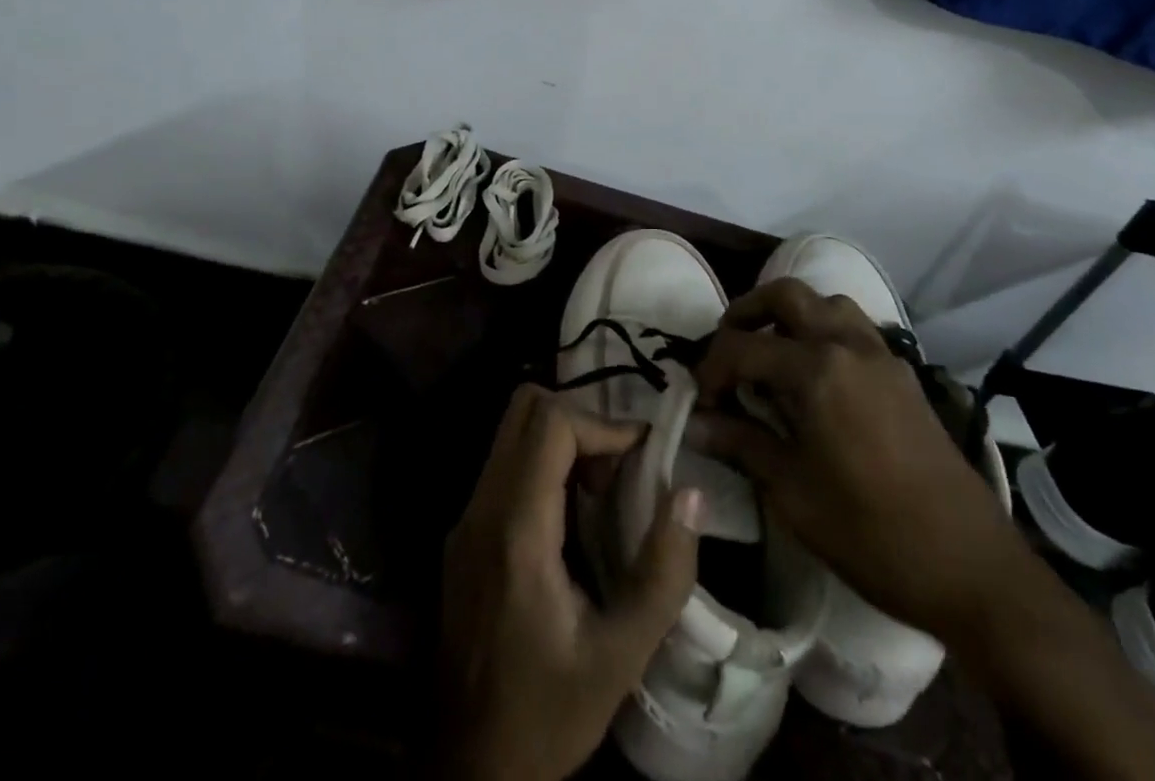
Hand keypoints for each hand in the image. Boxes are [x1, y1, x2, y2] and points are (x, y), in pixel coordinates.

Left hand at [438, 384, 703, 780]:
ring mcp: (465, 517)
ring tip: (603, 490)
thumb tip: (690, 493)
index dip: (602, 423)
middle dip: (580, 419)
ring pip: (511, 432)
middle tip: (619, 467)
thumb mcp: (621, 657)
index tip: (643, 454)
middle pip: (524, 408)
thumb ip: (662, 574)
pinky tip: (573, 515)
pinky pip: (505, 465)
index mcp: (516, 530)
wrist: (470, 767)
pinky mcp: (464, 532)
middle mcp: (481, 507)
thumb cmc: (547, 714)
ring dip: (561, 439)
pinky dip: (543, 463)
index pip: (550, 423)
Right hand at [691, 279, 1030, 644]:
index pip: (743, 347)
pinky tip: (817, 376)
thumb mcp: (792, 493)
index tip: (700, 401)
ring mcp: (882, 356)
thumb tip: (695, 424)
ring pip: (827, 302)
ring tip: (772, 353)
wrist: (972, 569)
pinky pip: (855, 328)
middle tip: (728, 348)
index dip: (712, 369)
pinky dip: (825, 331)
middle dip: (747, 312)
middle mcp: (847, 345)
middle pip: (786, 295)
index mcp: (816, 370)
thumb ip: (741, 444)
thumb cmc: (871, 533)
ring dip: (791, 314)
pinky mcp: (903, 375)